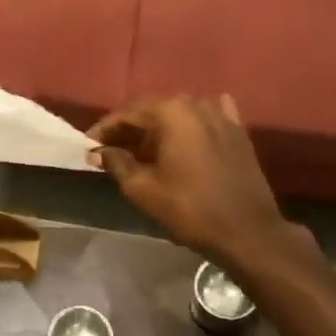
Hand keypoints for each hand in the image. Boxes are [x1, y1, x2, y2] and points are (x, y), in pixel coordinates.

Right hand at [87, 95, 296, 267]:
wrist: (248, 231)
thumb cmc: (189, 209)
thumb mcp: (143, 189)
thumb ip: (116, 163)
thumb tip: (97, 151)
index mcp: (171, 112)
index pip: (127, 113)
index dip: (105, 129)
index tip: (88, 144)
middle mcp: (196, 104)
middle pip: (154, 110)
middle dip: (130, 128)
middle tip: (111, 149)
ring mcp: (221, 115)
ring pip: (180, 114)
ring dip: (159, 128)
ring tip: (143, 150)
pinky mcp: (238, 131)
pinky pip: (208, 118)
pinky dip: (190, 125)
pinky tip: (185, 136)